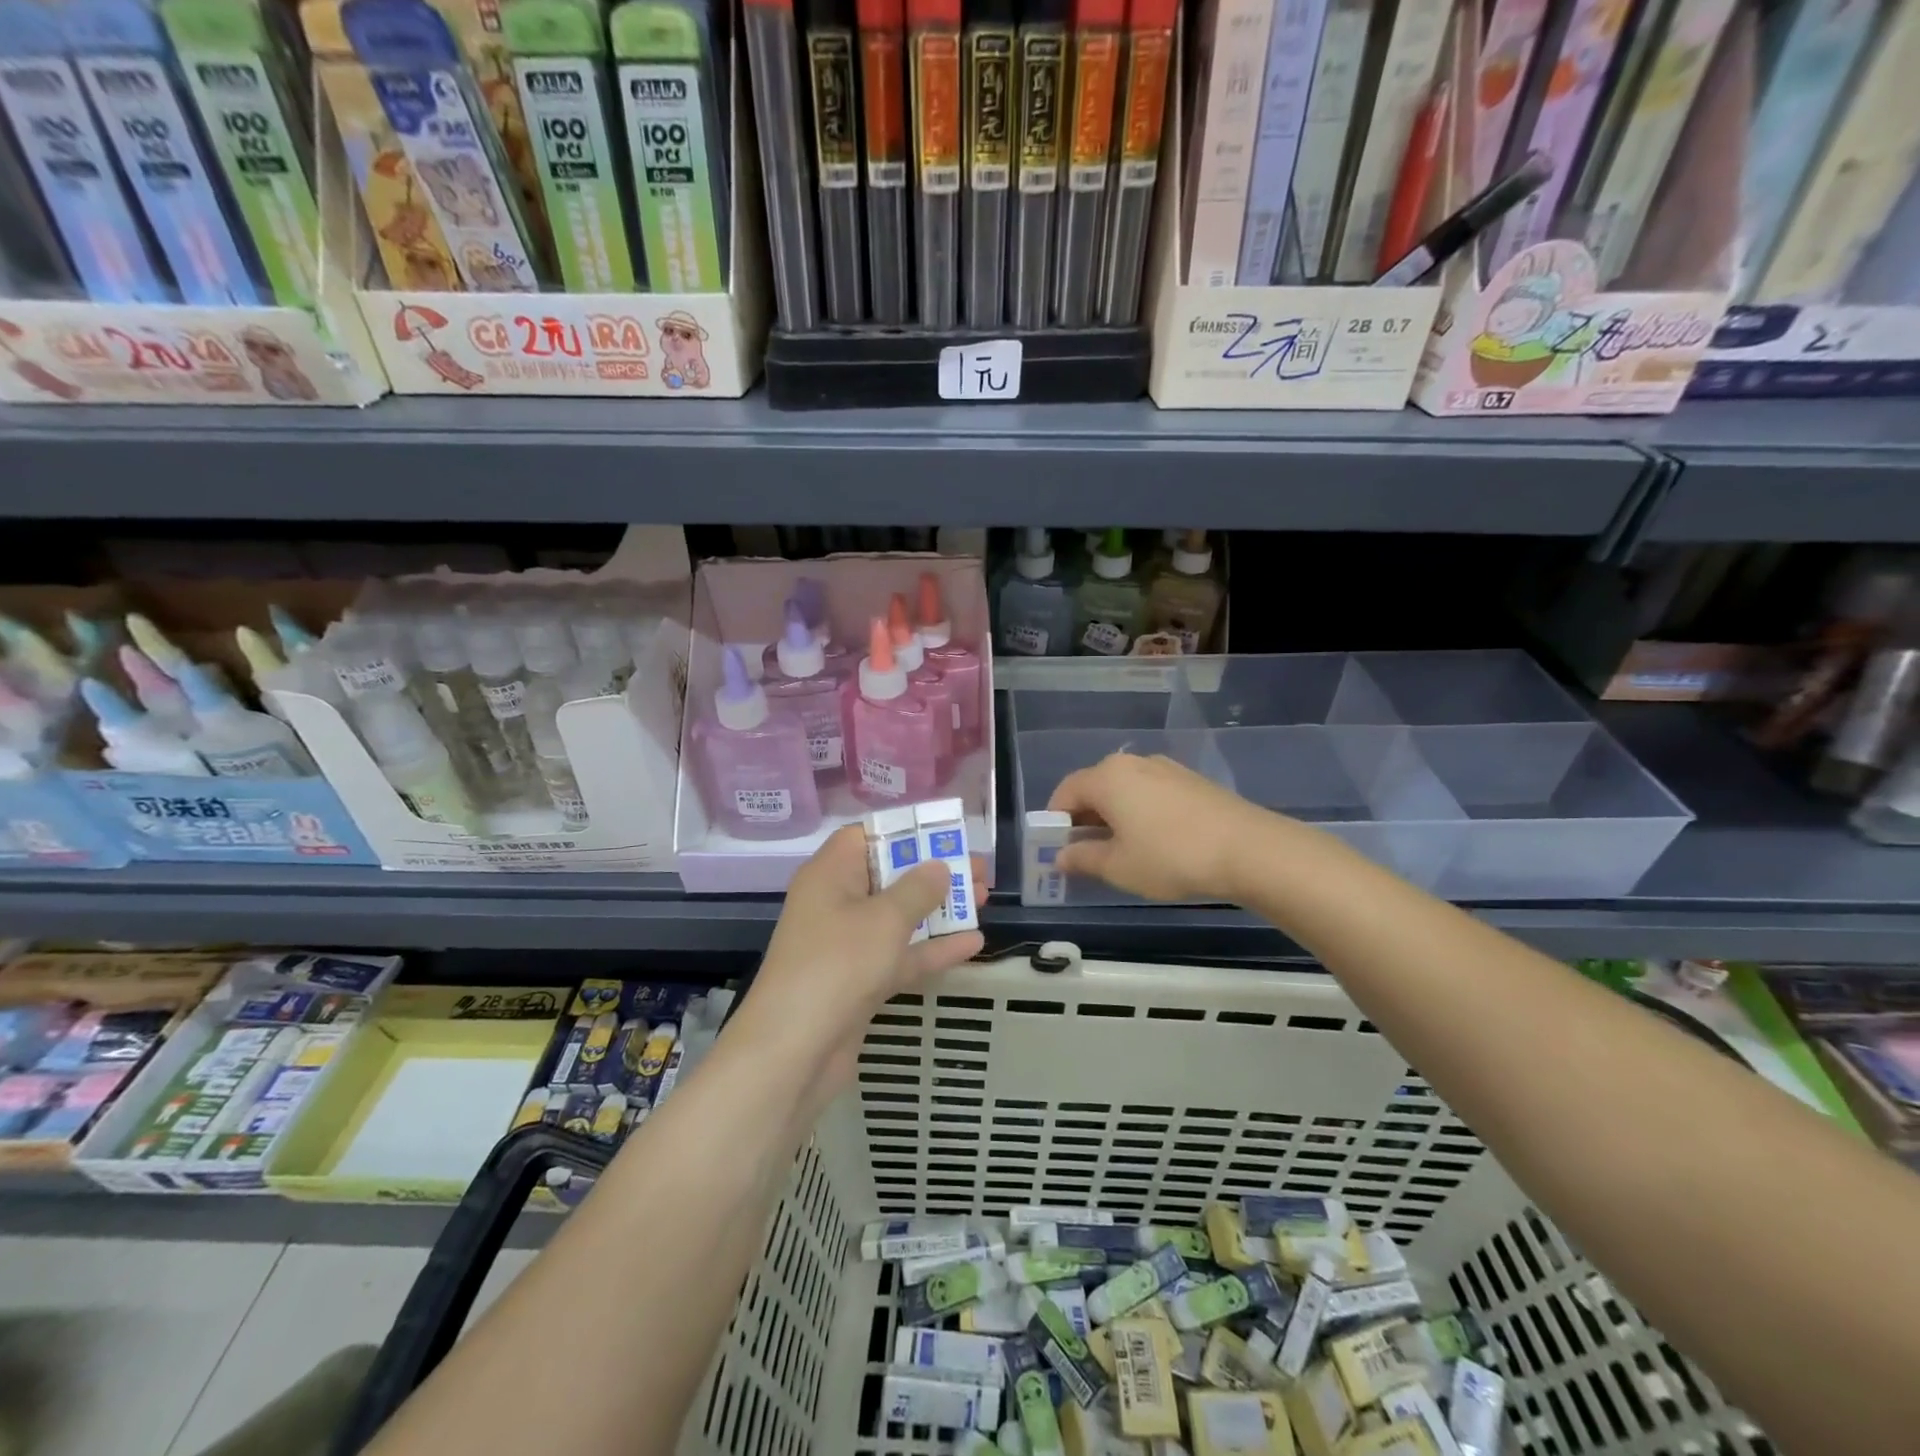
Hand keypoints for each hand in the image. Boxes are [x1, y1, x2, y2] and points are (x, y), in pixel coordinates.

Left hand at [744, 825, 984, 1089]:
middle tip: (978, 871)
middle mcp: (836, 903)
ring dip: (939, 909)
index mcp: (830, 874)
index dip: (905, 831)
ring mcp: (847, 945)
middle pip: (889, 875)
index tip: (945, 833)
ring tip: (985, 899)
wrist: (793, 1052)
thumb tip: (938, 866)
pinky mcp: (859, 982)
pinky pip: (900, 955)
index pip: (866, 836)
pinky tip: (974, 943)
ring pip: (899, 917)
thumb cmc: (838, 965)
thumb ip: (918, 889)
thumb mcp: (885, 919)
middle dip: (934, 871)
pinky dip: (932, 949)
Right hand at [1048, 752, 1272, 901]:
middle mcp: (1133, 763)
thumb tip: (1060, 856)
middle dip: (1083, 820)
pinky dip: (1140, 814)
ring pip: (1124, 791)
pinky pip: (1149, 793)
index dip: (1054, 822)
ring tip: (1122, 852)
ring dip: (1113, 817)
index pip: (1065, 792)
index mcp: (1107, 777)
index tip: (1056, 851)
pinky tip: (1154, 842)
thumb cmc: (1170, 856)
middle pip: (1094, 788)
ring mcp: (1165, 768)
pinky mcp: (1191, 780)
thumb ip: (1082, 859)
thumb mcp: (1118, 866)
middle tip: (1086, 855)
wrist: (1249, 849)